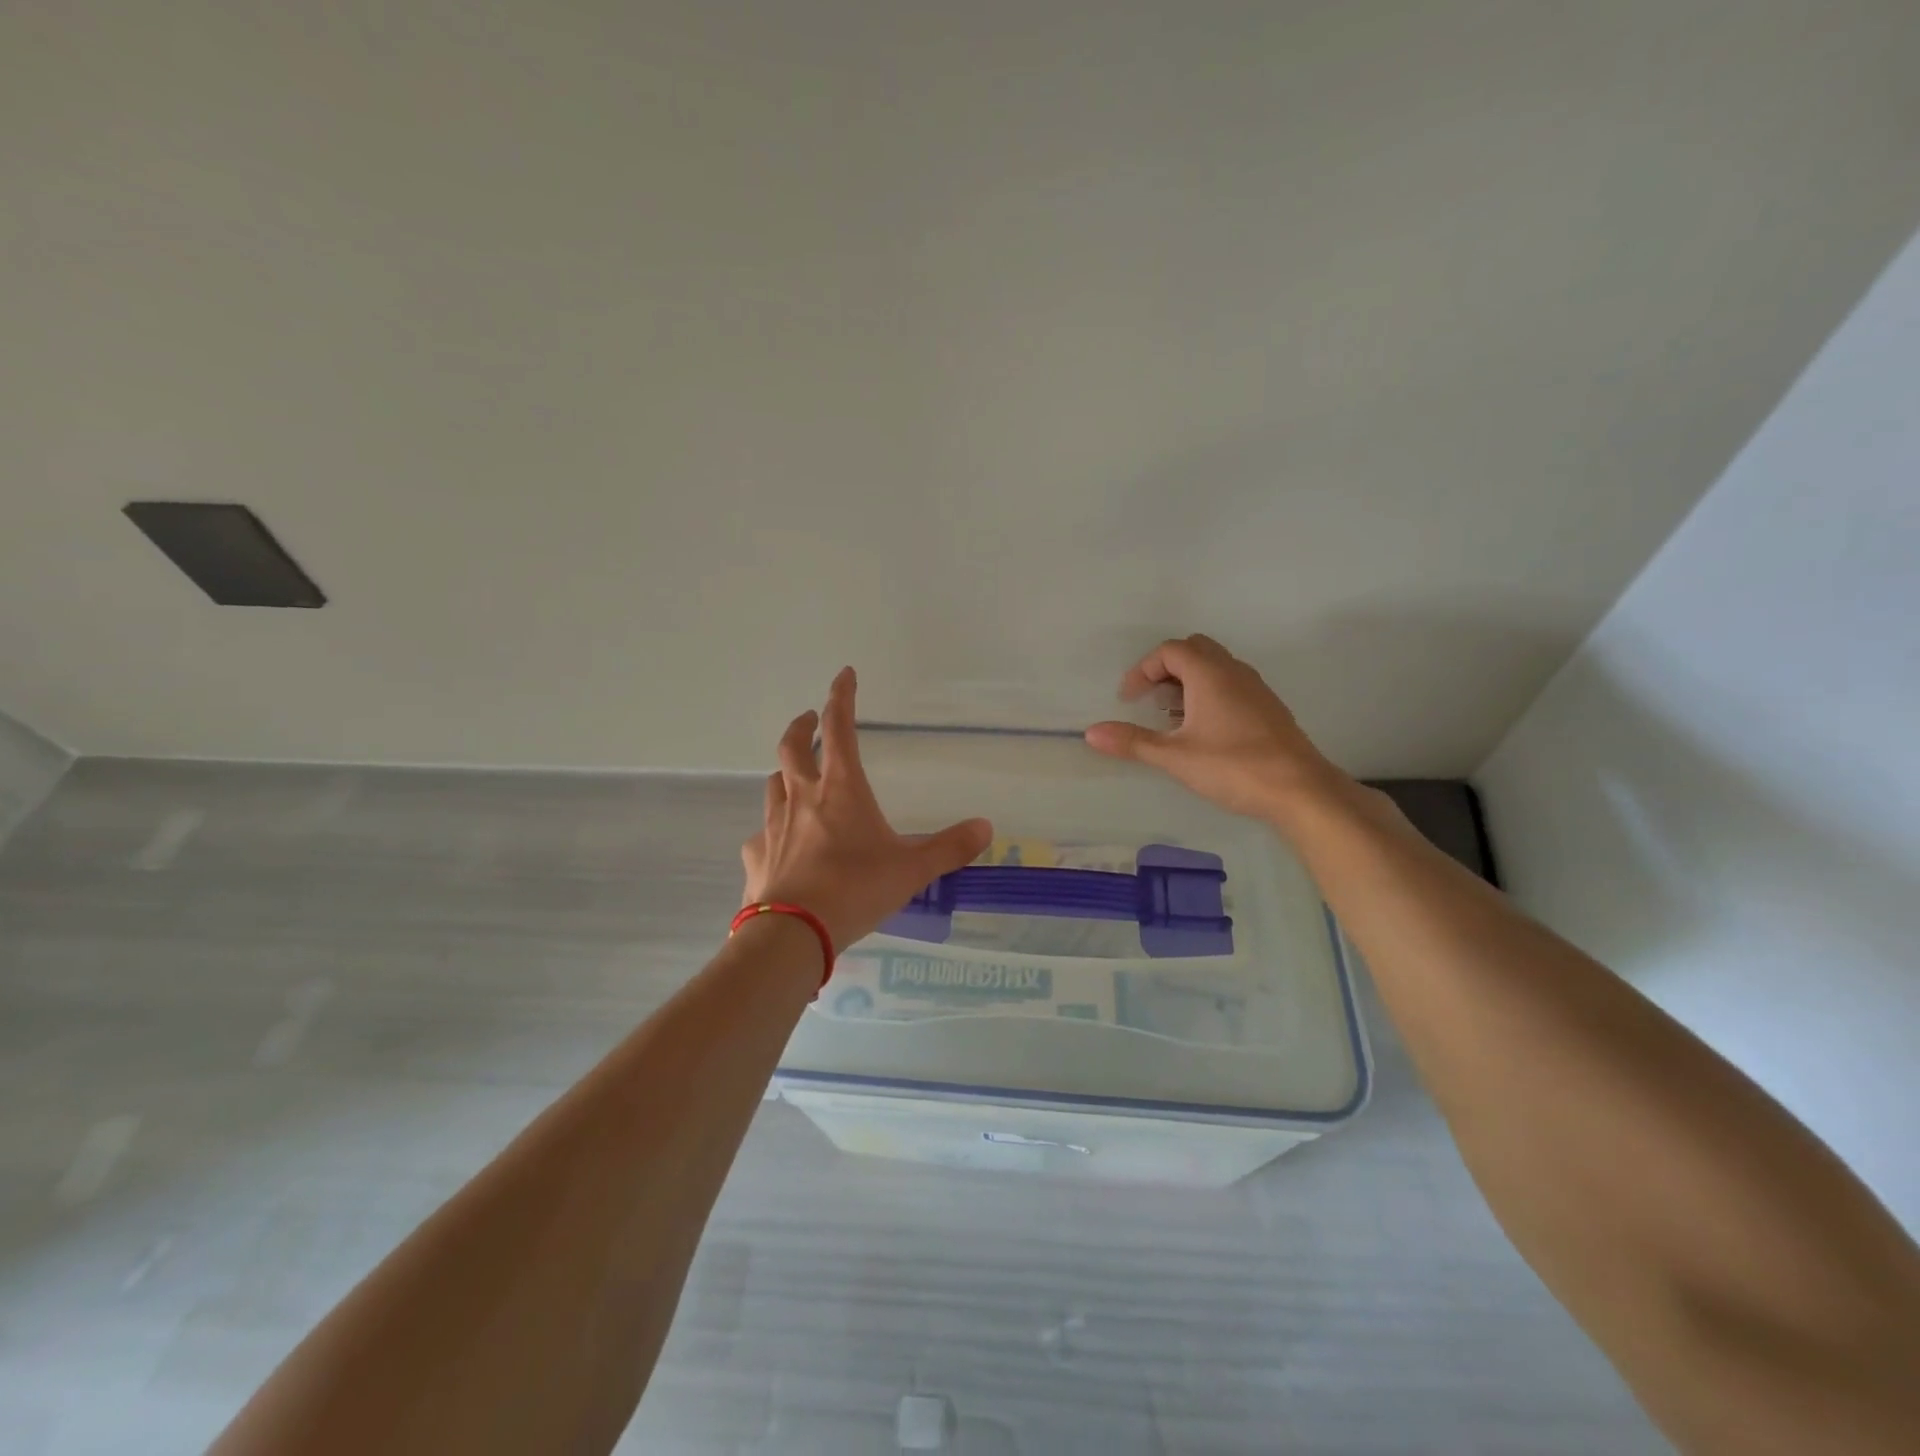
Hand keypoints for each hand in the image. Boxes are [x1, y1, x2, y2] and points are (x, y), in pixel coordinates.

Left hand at [742, 667, 992, 952]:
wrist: (794, 933)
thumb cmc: (856, 889)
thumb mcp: (911, 868)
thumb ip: (949, 847)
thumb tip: (985, 827)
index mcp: (841, 788)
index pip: (839, 727)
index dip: (842, 696)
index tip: (844, 674)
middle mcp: (802, 797)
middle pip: (791, 747)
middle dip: (801, 726)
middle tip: (810, 720)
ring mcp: (773, 826)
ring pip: (773, 785)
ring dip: (785, 774)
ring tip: (797, 779)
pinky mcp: (756, 856)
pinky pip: (762, 834)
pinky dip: (772, 831)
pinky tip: (781, 846)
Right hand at [1084, 634, 1346, 819]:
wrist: (1300, 790)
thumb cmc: (1233, 767)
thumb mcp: (1174, 757)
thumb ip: (1132, 742)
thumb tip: (1091, 733)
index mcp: (1210, 674)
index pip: (1170, 650)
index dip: (1143, 670)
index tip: (1128, 699)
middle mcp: (1234, 671)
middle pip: (1194, 650)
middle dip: (1165, 669)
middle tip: (1150, 700)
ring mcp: (1256, 688)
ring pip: (1215, 667)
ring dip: (1188, 682)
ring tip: (1172, 717)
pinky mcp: (1268, 708)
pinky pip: (1231, 685)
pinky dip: (1209, 694)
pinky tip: (1203, 731)